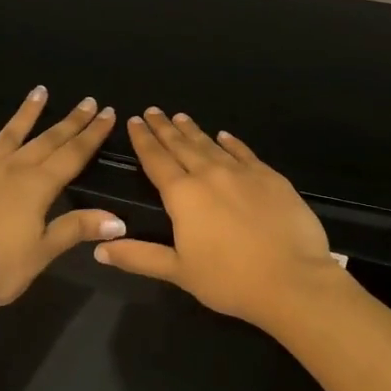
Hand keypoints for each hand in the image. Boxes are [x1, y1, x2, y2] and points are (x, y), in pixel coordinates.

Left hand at [0, 88, 125, 309]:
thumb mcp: (42, 253)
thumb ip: (76, 229)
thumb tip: (119, 220)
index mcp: (38, 187)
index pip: (73, 155)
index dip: (92, 134)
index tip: (108, 113)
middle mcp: (13, 168)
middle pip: (47, 140)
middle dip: (70, 121)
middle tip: (88, 101)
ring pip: (10, 132)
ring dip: (28, 112)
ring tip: (41, 91)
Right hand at [95, 109, 348, 330]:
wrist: (292, 279)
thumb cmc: (229, 279)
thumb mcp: (178, 271)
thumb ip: (138, 257)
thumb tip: (99, 249)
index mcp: (183, 195)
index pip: (156, 160)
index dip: (143, 140)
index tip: (135, 120)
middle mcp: (210, 175)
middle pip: (182, 145)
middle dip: (165, 127)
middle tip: (154, 110)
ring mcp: (243, 173)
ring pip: (211, 145)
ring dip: (194, 131)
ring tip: (181, 117)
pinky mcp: (271, 178)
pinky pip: (244, 153)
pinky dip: (231, 143)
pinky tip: (225, 136)